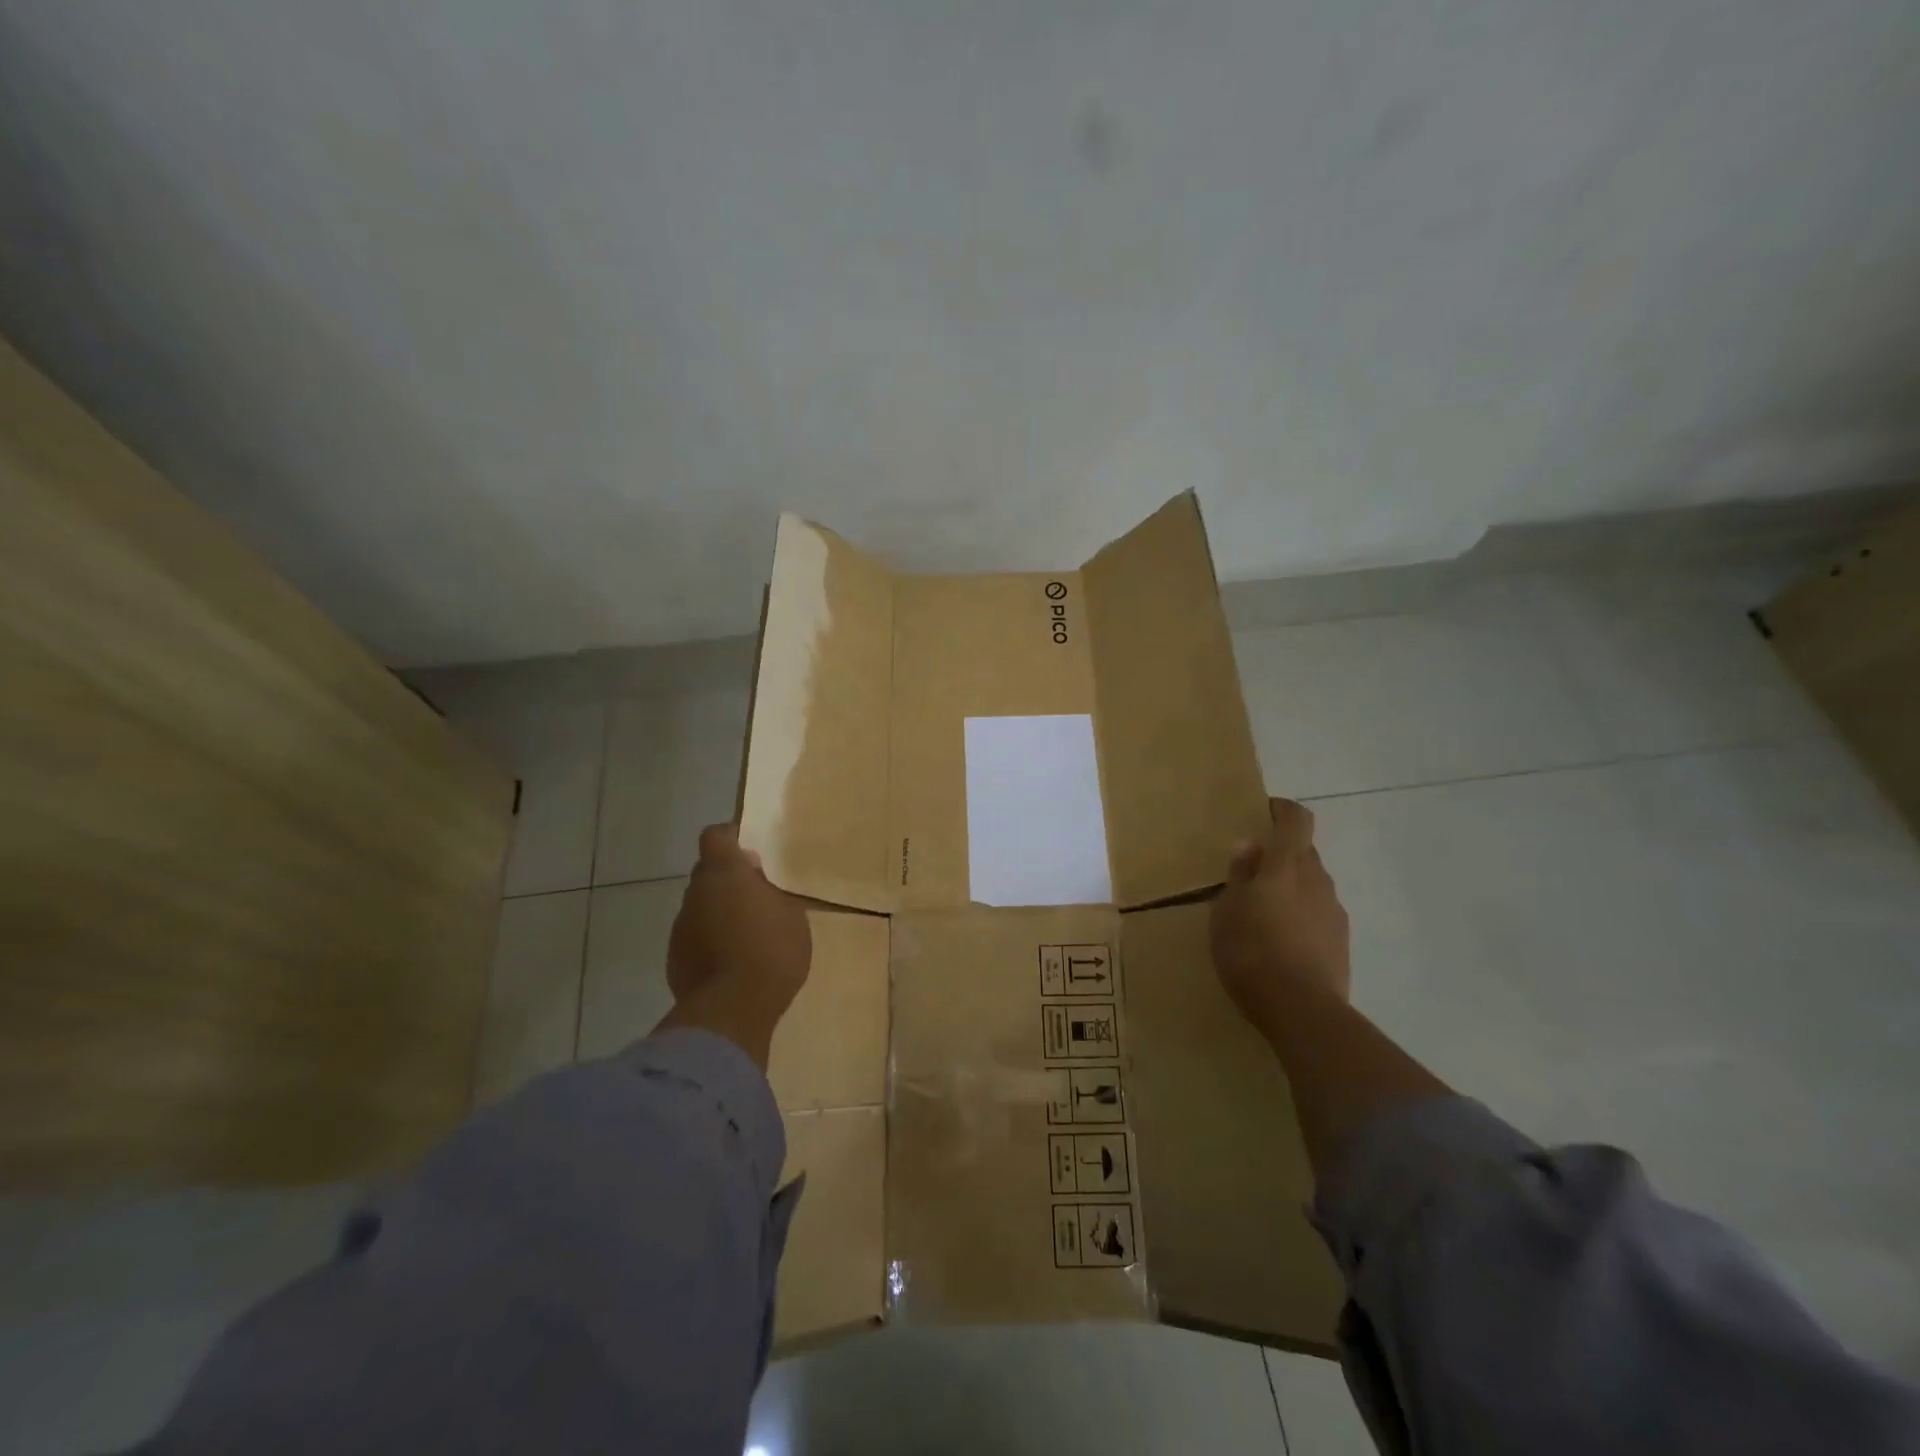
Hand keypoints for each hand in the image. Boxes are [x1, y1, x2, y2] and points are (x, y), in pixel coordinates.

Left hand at [657, 824, 811, 1066]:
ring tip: (747, 936)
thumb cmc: (771, 951)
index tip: (750, 851)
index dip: (731, 838)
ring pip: (700, 907)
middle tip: (757, 897)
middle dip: (728, 880)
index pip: (716, 835)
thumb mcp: (790, 913)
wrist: (732, 1011)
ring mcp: (681, 927)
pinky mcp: (674, 959)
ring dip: (718, 913)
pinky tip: (732, 962)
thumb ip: (770, 889)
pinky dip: (710, 942)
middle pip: (707, 873)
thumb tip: (753, 876)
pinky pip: (695, 938)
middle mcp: (695, 893)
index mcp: (724, 873)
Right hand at [1210, 798, 1350, 1025]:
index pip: (1296, 820)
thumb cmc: (1251, 950)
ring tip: (1264, 913)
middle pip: (1304, 853)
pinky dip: (1302, 917)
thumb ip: (1239, 875)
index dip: (1282, 811)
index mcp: (1286, 865)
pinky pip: (1319, 914)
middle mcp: (1317, 880)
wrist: (1301, 1010)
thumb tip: (1248, 847)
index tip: (1263, 813)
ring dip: (1292, 888)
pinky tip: (1281, 942)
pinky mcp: (1341, 942)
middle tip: (1251, 873)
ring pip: (1312, 885)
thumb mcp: (1226, 910)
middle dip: (1281, 855)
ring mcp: (1334, 911)